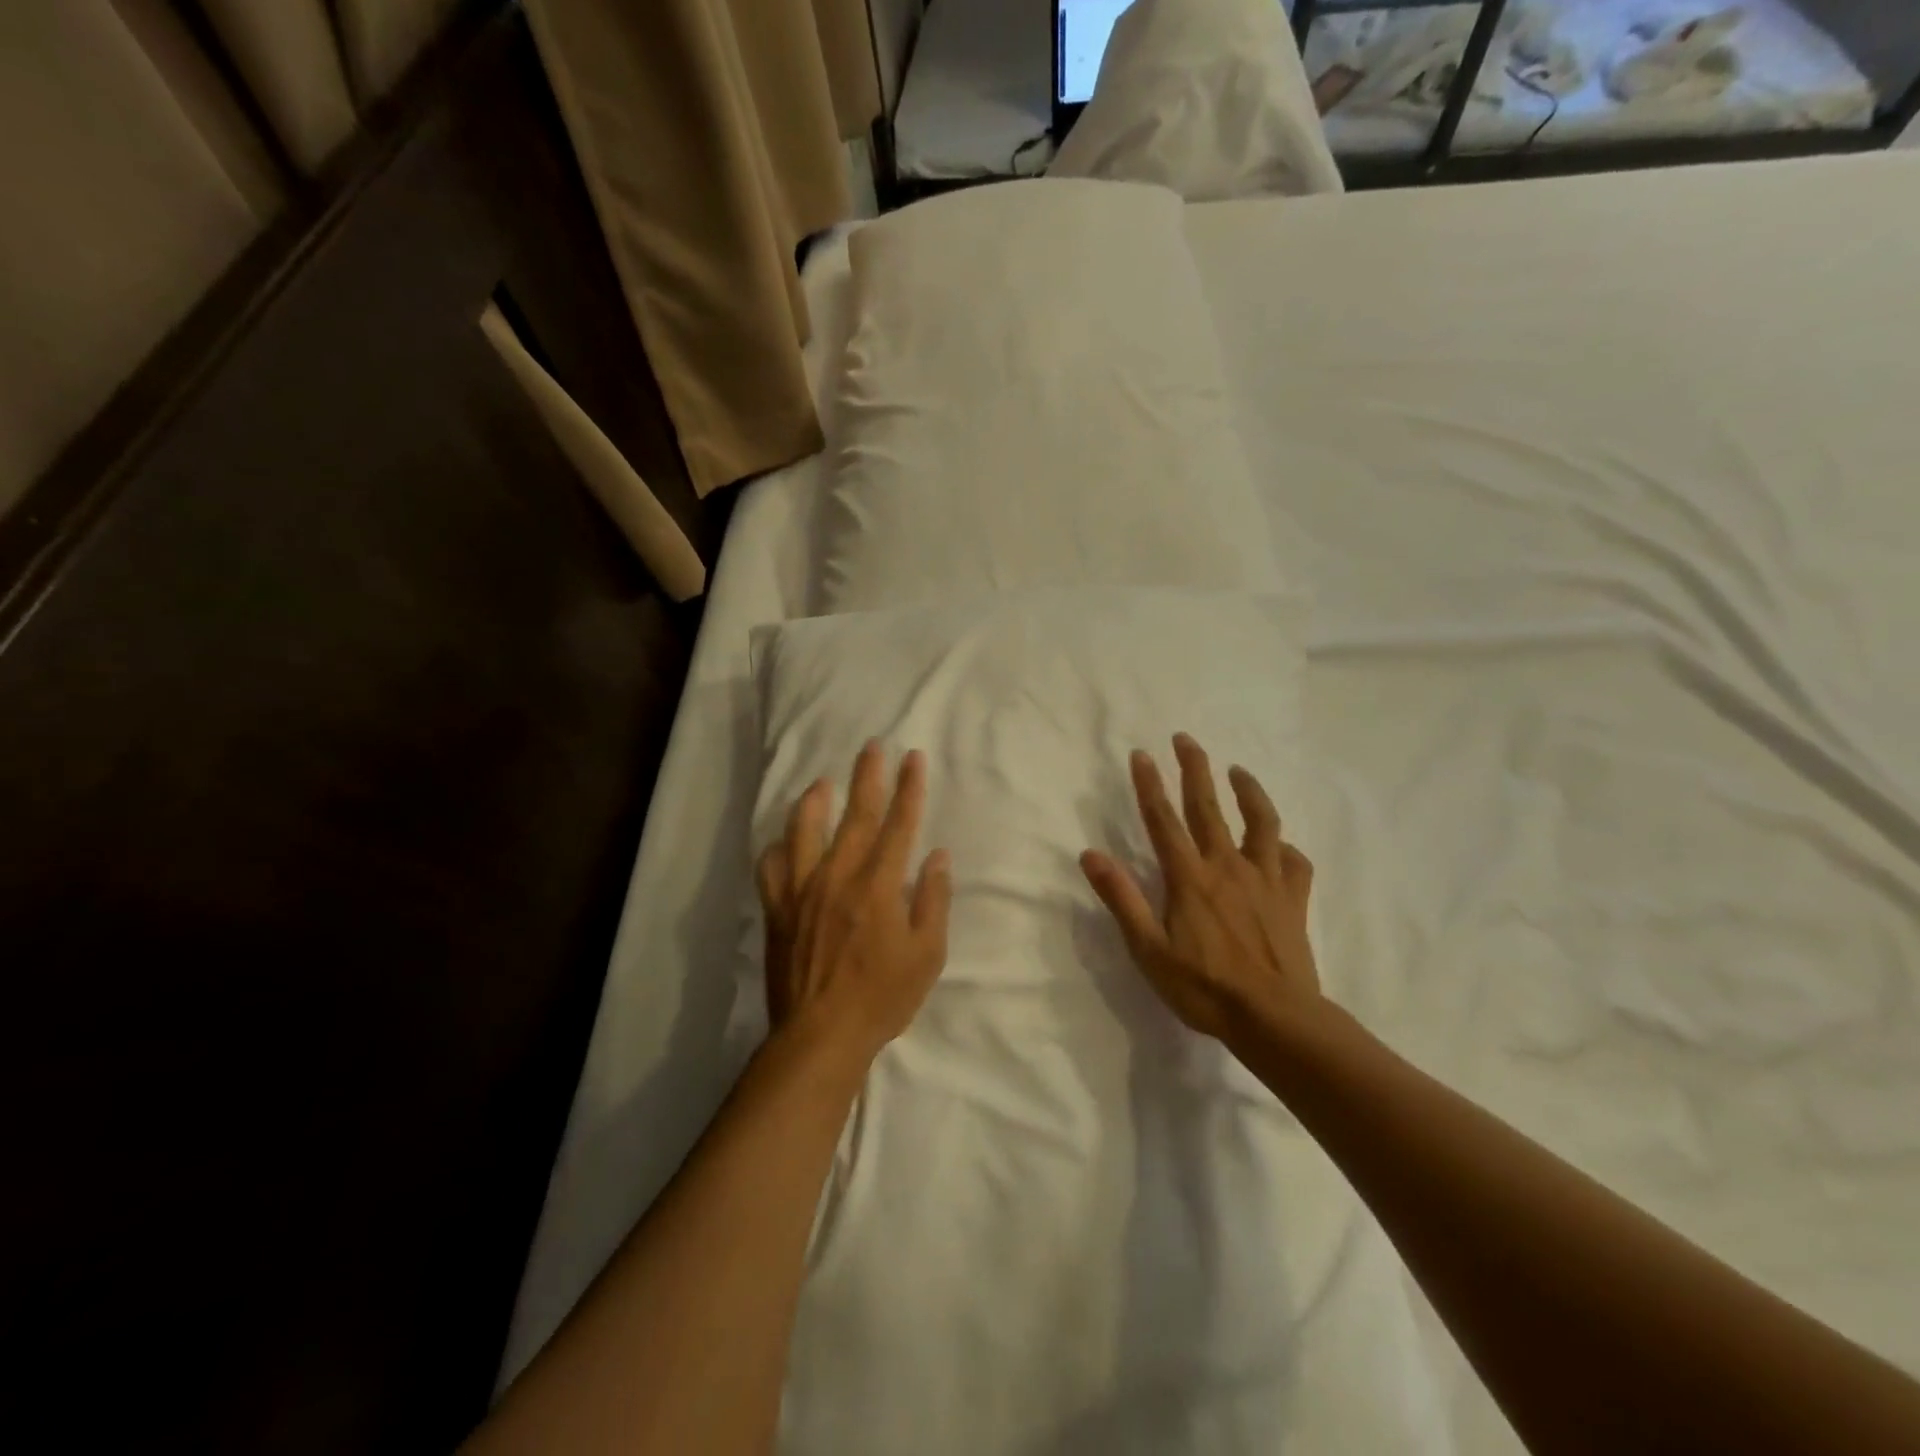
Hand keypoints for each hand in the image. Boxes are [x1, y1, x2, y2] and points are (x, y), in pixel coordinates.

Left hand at [757, 742, 952, 1066]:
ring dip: (816, 801)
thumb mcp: (927, 955)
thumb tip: (937, 856)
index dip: (909, 788)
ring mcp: (803, 891)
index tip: (913, 757)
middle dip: (868, 777)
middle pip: (856, 816)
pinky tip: (783, 841)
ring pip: (805, 831)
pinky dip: (776, 849)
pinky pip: (771, 869)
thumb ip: (933, 900)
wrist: (820, 1036)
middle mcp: (839, 877)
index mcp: (879, 886)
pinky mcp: (778, 910)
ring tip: (823, 782)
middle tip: (872, 746)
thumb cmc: (882, 998)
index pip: (899, 824)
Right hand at [1081, 734, 1321, 1048]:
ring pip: (1260, 823)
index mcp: (1189, 878)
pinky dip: (1285, 847)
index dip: (1150, 785)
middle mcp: (1227, 867)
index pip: (1163, 820)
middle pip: (1208, 807)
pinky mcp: (1293, 898)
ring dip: (1249, 792)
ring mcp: (1265, 880)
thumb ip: (1121, 898)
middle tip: (1185, 738)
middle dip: (1194, 769)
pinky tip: (1280, 844)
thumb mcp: (1149, 949)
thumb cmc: (1204, 988)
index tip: (1142, 754)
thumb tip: (1090, 855)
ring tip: (1239, 771)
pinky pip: (1294, 862)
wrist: (1276, 1019)